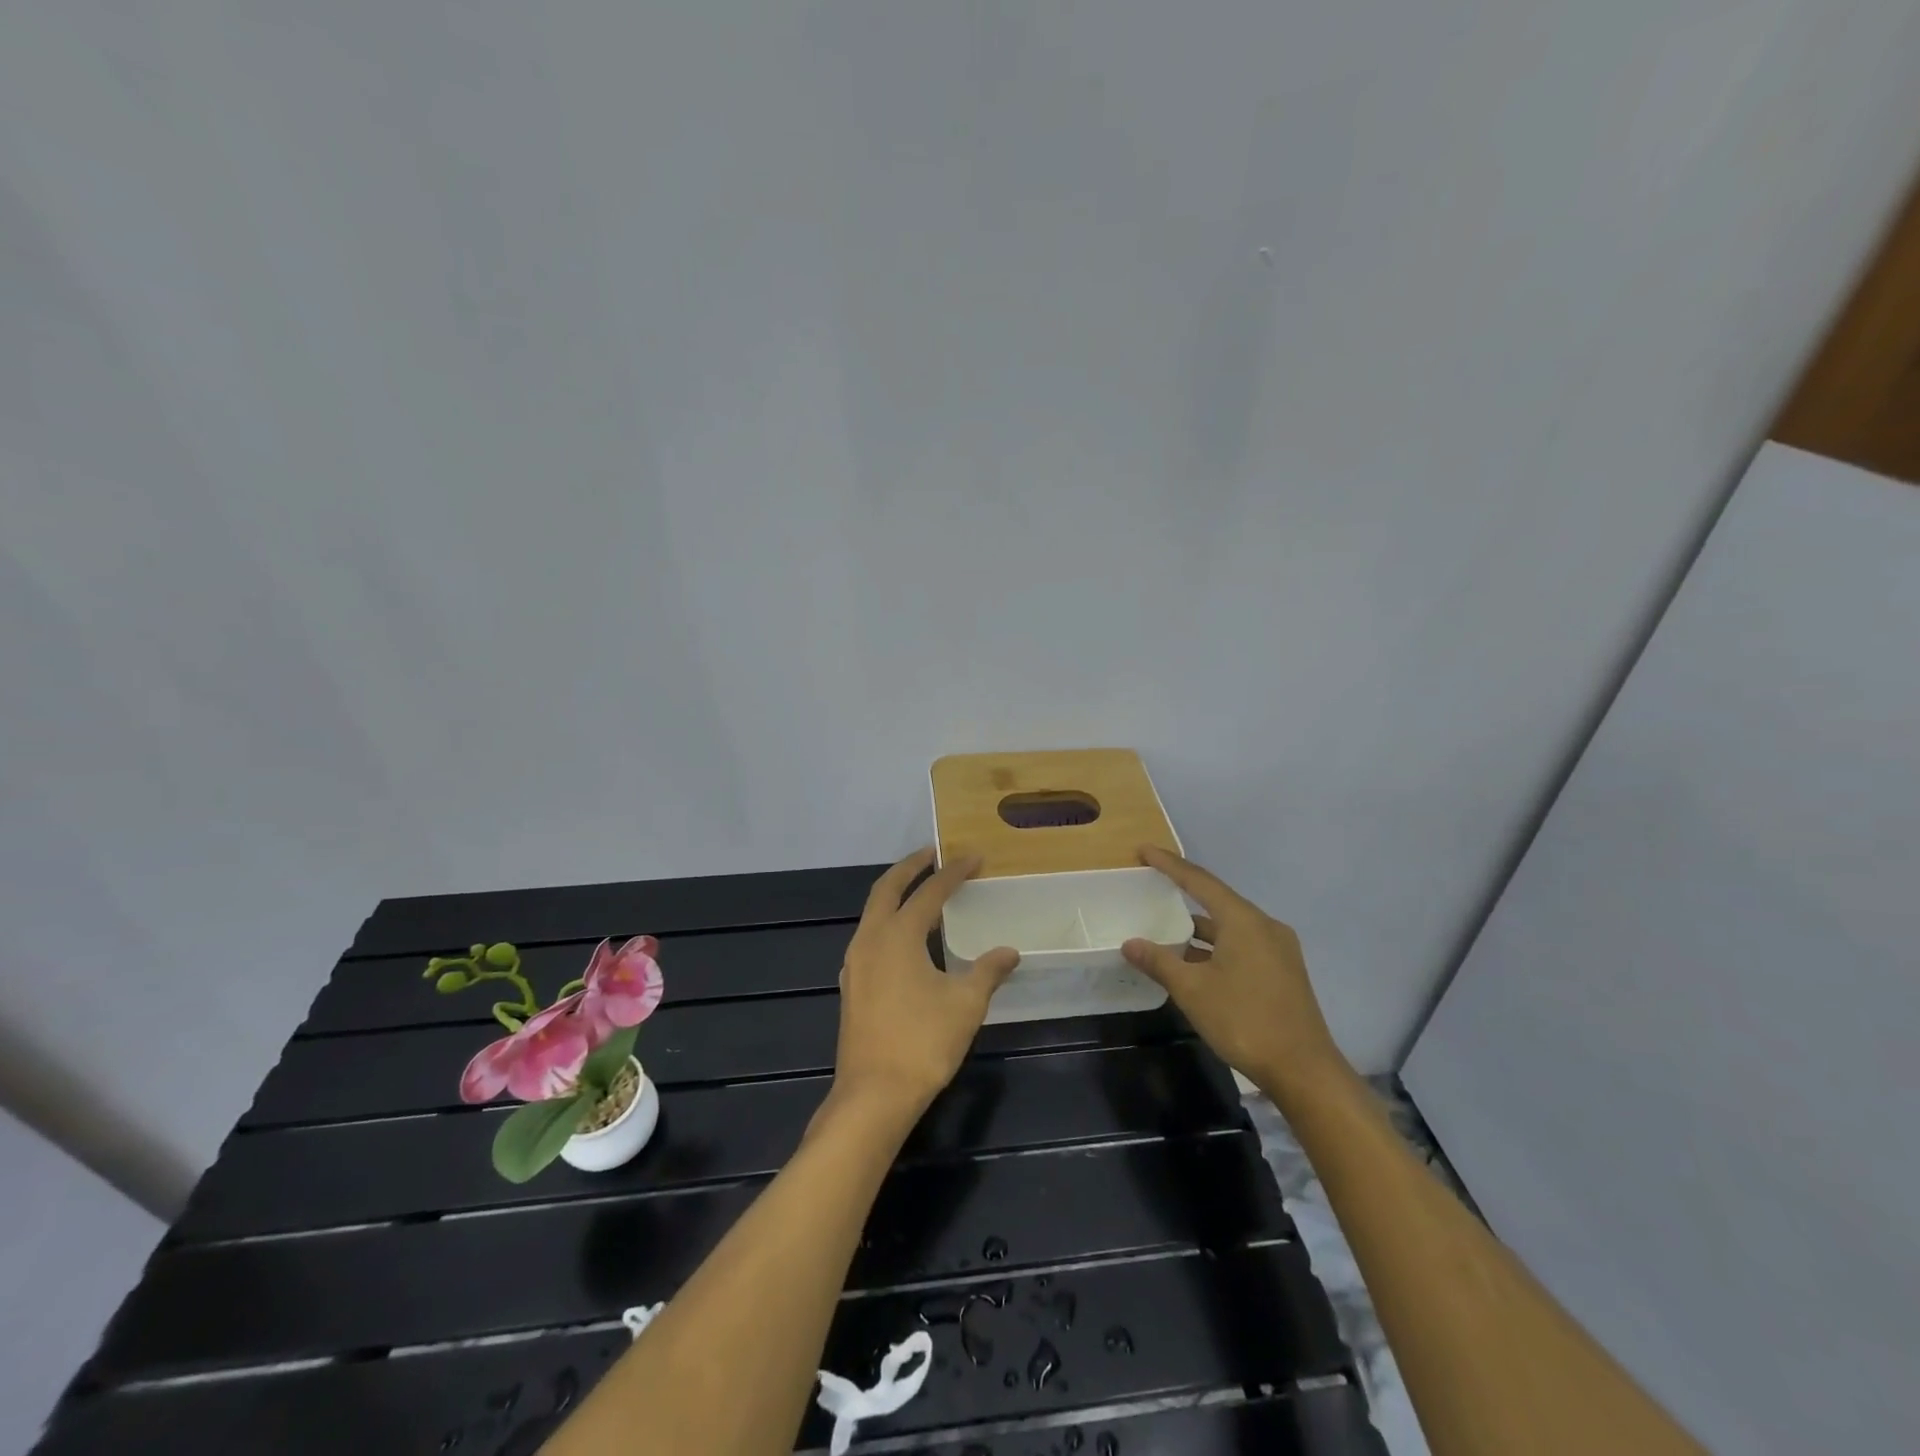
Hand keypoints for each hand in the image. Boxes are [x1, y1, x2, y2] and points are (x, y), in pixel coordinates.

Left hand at [833, 849, 1019, 1113]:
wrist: (874, 1095)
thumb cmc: (923, 1042)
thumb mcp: (966, 1004)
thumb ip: (987, 971)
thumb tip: (1009, 951)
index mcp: (898, 935)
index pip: (929, 892)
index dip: (953, 873)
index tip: (973, 858)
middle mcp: (870, 939)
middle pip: (887, 888)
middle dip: (910, 866)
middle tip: (934, 853)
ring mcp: (855, 962)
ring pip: (873, 912)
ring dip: (895, 893)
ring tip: (921, 890)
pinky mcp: (851, 984)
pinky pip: (870, 936)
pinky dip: (888, 921)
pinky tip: (906, 938)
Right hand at [1122, 846, 1349, 1105]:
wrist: (1304, 1071)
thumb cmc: (1245, 1020)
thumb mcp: (1192, 990)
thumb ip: (1159, 961)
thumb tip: (1130, 943)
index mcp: (1244, 920)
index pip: (1199, 881)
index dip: (1169, 865)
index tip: (1144, 851)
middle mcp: (1265, 926)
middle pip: (1217, 901)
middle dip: (1183, 894)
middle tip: (1152, 886)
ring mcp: (1278, 950)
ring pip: (1230, 927)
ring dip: (1198, 929)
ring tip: (1165, 930)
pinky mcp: (1282, 972)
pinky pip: (1241, 945)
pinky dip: (1215, 947)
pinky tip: (1194, 963)